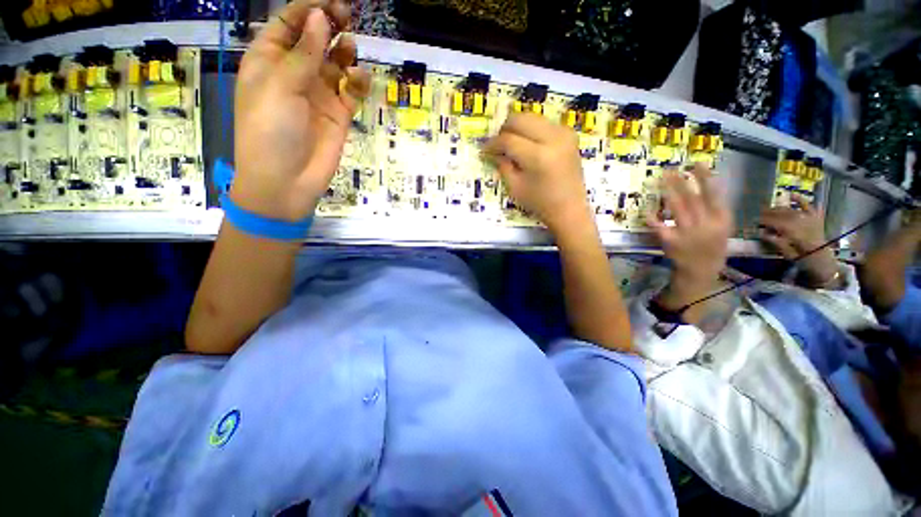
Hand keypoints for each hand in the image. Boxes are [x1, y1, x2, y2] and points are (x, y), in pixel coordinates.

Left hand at [232, 0, 370, 221]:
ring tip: (350, 49)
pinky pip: (350, 90)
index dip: (308, 8)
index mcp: (269, 60)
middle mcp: (295, 73)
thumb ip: (303, 53)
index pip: (289, 23)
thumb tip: (320, 17)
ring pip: (335, 63)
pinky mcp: (338, 114)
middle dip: (329, 25)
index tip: (331, 2)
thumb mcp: (279, 86)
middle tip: (346, 16)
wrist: (287, 181)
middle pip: (315, 39)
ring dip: (344, 52)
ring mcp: (318, 94)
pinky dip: (357, 81)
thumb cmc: (270, 131)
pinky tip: (359, 78)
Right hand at [484, 113, 592, 233]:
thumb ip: (502, 165)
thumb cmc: (540, 203)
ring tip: (511, 144)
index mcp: (538, 156)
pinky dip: (532, 130)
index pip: (508, 140)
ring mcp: (564, 133)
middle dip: (504, 129)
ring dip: (518, 128)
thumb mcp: (515, 187)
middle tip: (498, 145)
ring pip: (532, 117)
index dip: (493, 144)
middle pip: (520, 119)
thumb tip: (492, 152)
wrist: (569, 208)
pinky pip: (544, 122)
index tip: (484, 151)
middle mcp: (553, 138)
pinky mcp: (569, 134)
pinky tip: (528, 145)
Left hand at [648, 165, 732, 311]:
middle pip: (692, 198)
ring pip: (677, 208)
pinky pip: (660, 225)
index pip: (714, 195)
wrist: (701, 270)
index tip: (696, 163)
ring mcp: (687, 233)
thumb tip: (709, 184)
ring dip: (668, 192)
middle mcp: (705, 224)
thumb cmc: (711, 246)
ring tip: (660, 180)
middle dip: (681, 182)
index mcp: (721, 220)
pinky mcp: (670, 241)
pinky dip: (653, 216)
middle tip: (670, 169)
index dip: (705, 178)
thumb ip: (715, 209)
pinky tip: (648, 207)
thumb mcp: (722, 227)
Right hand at [759, 194, 837, 286]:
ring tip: (768, 209)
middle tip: (757, 213)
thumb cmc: (804, 260)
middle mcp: (804, 223)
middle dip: (769, 213)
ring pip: (792, 210)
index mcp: (796, 233)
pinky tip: (792, 195)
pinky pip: (809, 206)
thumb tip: (762, 233)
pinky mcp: (816, 219)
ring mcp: (811, 220)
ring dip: (779, 208)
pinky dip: (801, 200)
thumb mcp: (788, 255)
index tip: (753, 220)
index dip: (764, 221)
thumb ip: (777, 243)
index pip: (776, 223)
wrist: (824, 261)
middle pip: (783, 215)